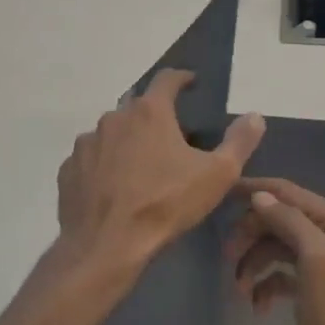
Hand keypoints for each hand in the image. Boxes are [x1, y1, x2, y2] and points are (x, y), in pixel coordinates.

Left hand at [56, 69, 264, 269]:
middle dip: (154, 116)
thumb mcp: (217, 175)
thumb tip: (255, 116)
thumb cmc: (166, 205)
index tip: (190, 83)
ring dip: (127, 141)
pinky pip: (91, 159)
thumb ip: (239, 142)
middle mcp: (113, 118)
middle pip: (137, 107)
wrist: (107, 246)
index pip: (167, 79)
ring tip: (141, 166)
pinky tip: (114, 187)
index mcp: (149, 113)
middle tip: (171, 137)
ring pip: (111, 133)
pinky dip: (104, 165)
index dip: (182, 78)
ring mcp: (86, 143)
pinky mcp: (68, 169)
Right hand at [224, 177, 324, 324]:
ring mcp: (317, 264)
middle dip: (250, 234)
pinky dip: (262, 286)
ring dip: (252, 263)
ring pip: (272, 248)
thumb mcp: (315, 259)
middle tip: (227, 256)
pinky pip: (275, 275)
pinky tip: (257, 305)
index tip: (220, 193)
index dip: (254, 189)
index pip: (287, 192)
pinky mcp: (306, 291)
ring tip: (239, 289)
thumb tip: (259, 195)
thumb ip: (289, 221)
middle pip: (276, 219)